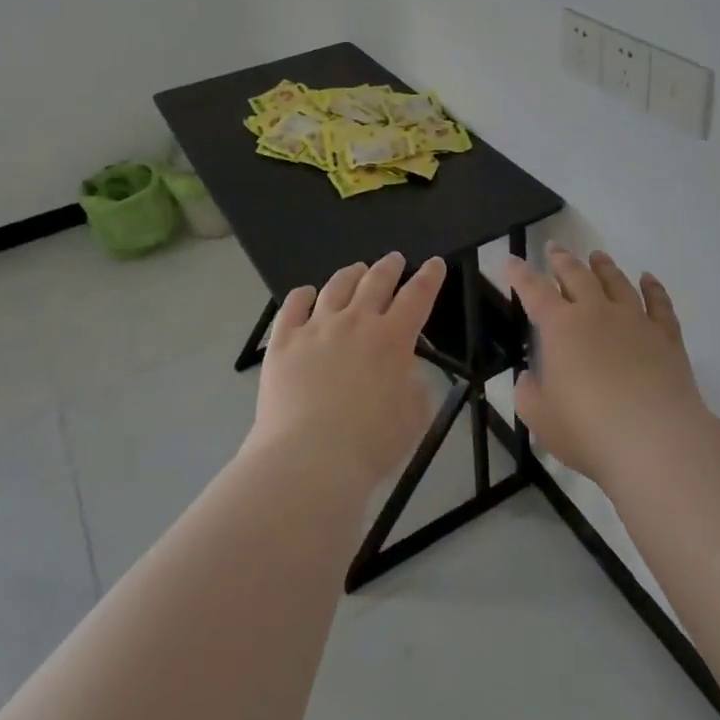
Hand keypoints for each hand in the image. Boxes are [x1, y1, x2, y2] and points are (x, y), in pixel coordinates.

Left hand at [246, 251, 444, 489]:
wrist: (308, 460)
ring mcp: (316, 328)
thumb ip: (415, 386)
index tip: (435, 263)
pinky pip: (293, 305)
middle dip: (389, 266)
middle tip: (395, 259)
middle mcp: (355, 322)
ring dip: (351, 273)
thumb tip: (406, 369)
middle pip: (376, 281)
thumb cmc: (370, 445)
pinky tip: (307, 293)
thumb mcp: (414, 418)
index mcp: (392, 339)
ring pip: (336, 286)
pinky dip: (303, 295)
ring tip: (357, 269)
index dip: (429, 277)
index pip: (417, 296)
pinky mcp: (283, 341)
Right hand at [510, 245, 707, 486]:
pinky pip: (659, 303)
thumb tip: (529, 378)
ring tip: (597, 256)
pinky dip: (653, 287)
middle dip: (562, 260)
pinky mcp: (666, 337)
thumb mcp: (541, 418)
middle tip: (555, 249)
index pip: (534, 291)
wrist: (655, 441)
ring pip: (617, 282)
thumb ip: (529, 394)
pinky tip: (648, 279)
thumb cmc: (588, 431)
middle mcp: (597, 313)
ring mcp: (635, 321)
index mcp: (561, 327)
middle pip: (577, 275)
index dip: (520, 274)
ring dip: (604, 267)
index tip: (511, 259)